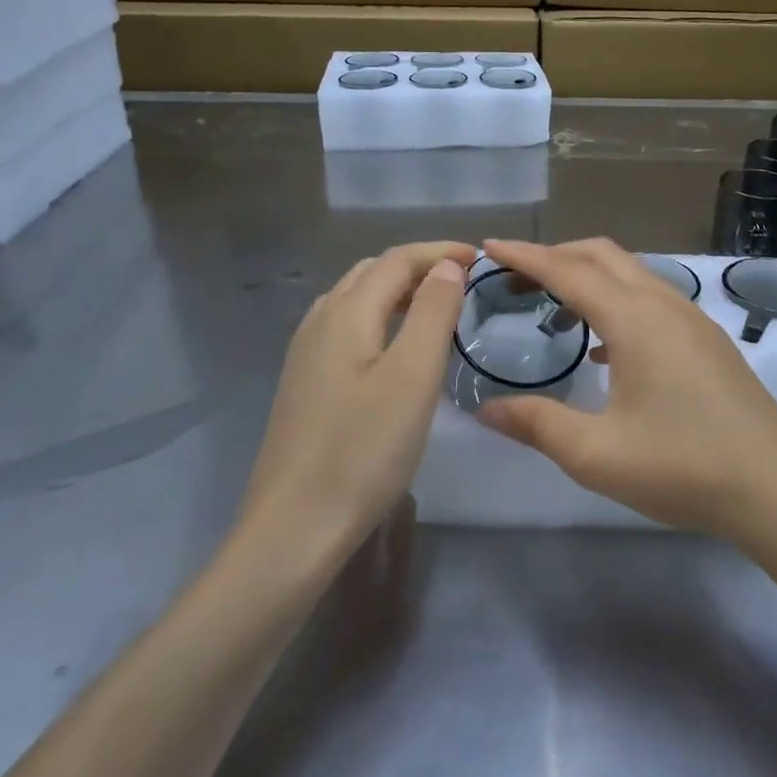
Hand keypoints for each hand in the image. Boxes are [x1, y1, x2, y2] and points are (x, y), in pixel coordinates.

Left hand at [239, 241, 472, 564]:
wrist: (295, 525)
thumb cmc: (363, 449)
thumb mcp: (411, 377)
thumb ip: (432, 313)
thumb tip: (446, 266)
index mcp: (346, 312)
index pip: (396, 260)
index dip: (439, 251)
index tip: (481, 260)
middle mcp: (320, 321)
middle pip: (372, 273)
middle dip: (419, 266)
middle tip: (463, 281)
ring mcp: (306, 353)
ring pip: (356, 300)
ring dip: (398, 291)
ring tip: (436, 308)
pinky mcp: (305, 383)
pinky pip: (347, 328)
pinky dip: (380, 318)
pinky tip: (396, 348)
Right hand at [476, 238, 776, 540]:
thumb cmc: (682, 467)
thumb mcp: (595, 454)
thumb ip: (536, 424)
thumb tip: (485, 410)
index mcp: (634, 319)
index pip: (568, 271)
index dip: (525, 255)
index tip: (489, 246)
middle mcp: (664, 304)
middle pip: (602, 255)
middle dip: (555, 256)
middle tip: (515, 278)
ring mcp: (692, 319)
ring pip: (631, 274)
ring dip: (588, 277)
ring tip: (553, 309)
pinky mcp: (707, 340)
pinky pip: (651, 298)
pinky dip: (616, 301)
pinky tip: (604, 347)